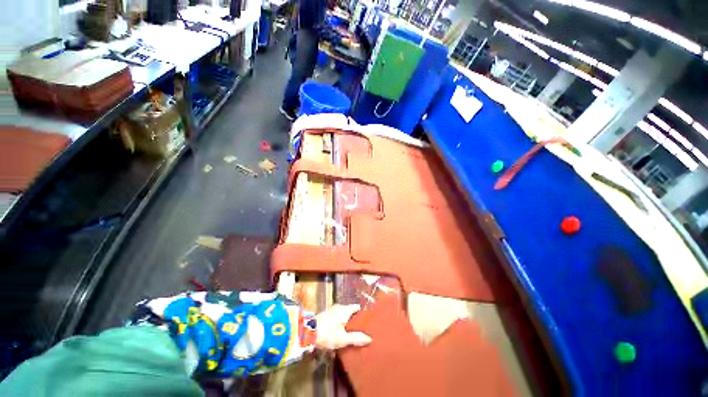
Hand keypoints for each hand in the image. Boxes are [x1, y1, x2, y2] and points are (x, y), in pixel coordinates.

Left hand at [315, 304, 371, 349]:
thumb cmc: (327, 334)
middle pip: (350, 311)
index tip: (368, 321)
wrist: (307, 332)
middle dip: (355, 319)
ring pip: (343, 314)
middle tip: (361, 329)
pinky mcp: (325, 314)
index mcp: (345, 309)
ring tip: (351, 331)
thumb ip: (356, 338)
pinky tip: (340, 331)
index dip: (363, 313)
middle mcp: (339, 306)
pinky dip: (340, 322)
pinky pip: (337, 316)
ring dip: (347, 321)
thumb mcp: (343, 339)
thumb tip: (369, 338)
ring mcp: (331, 310)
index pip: (358, 307)